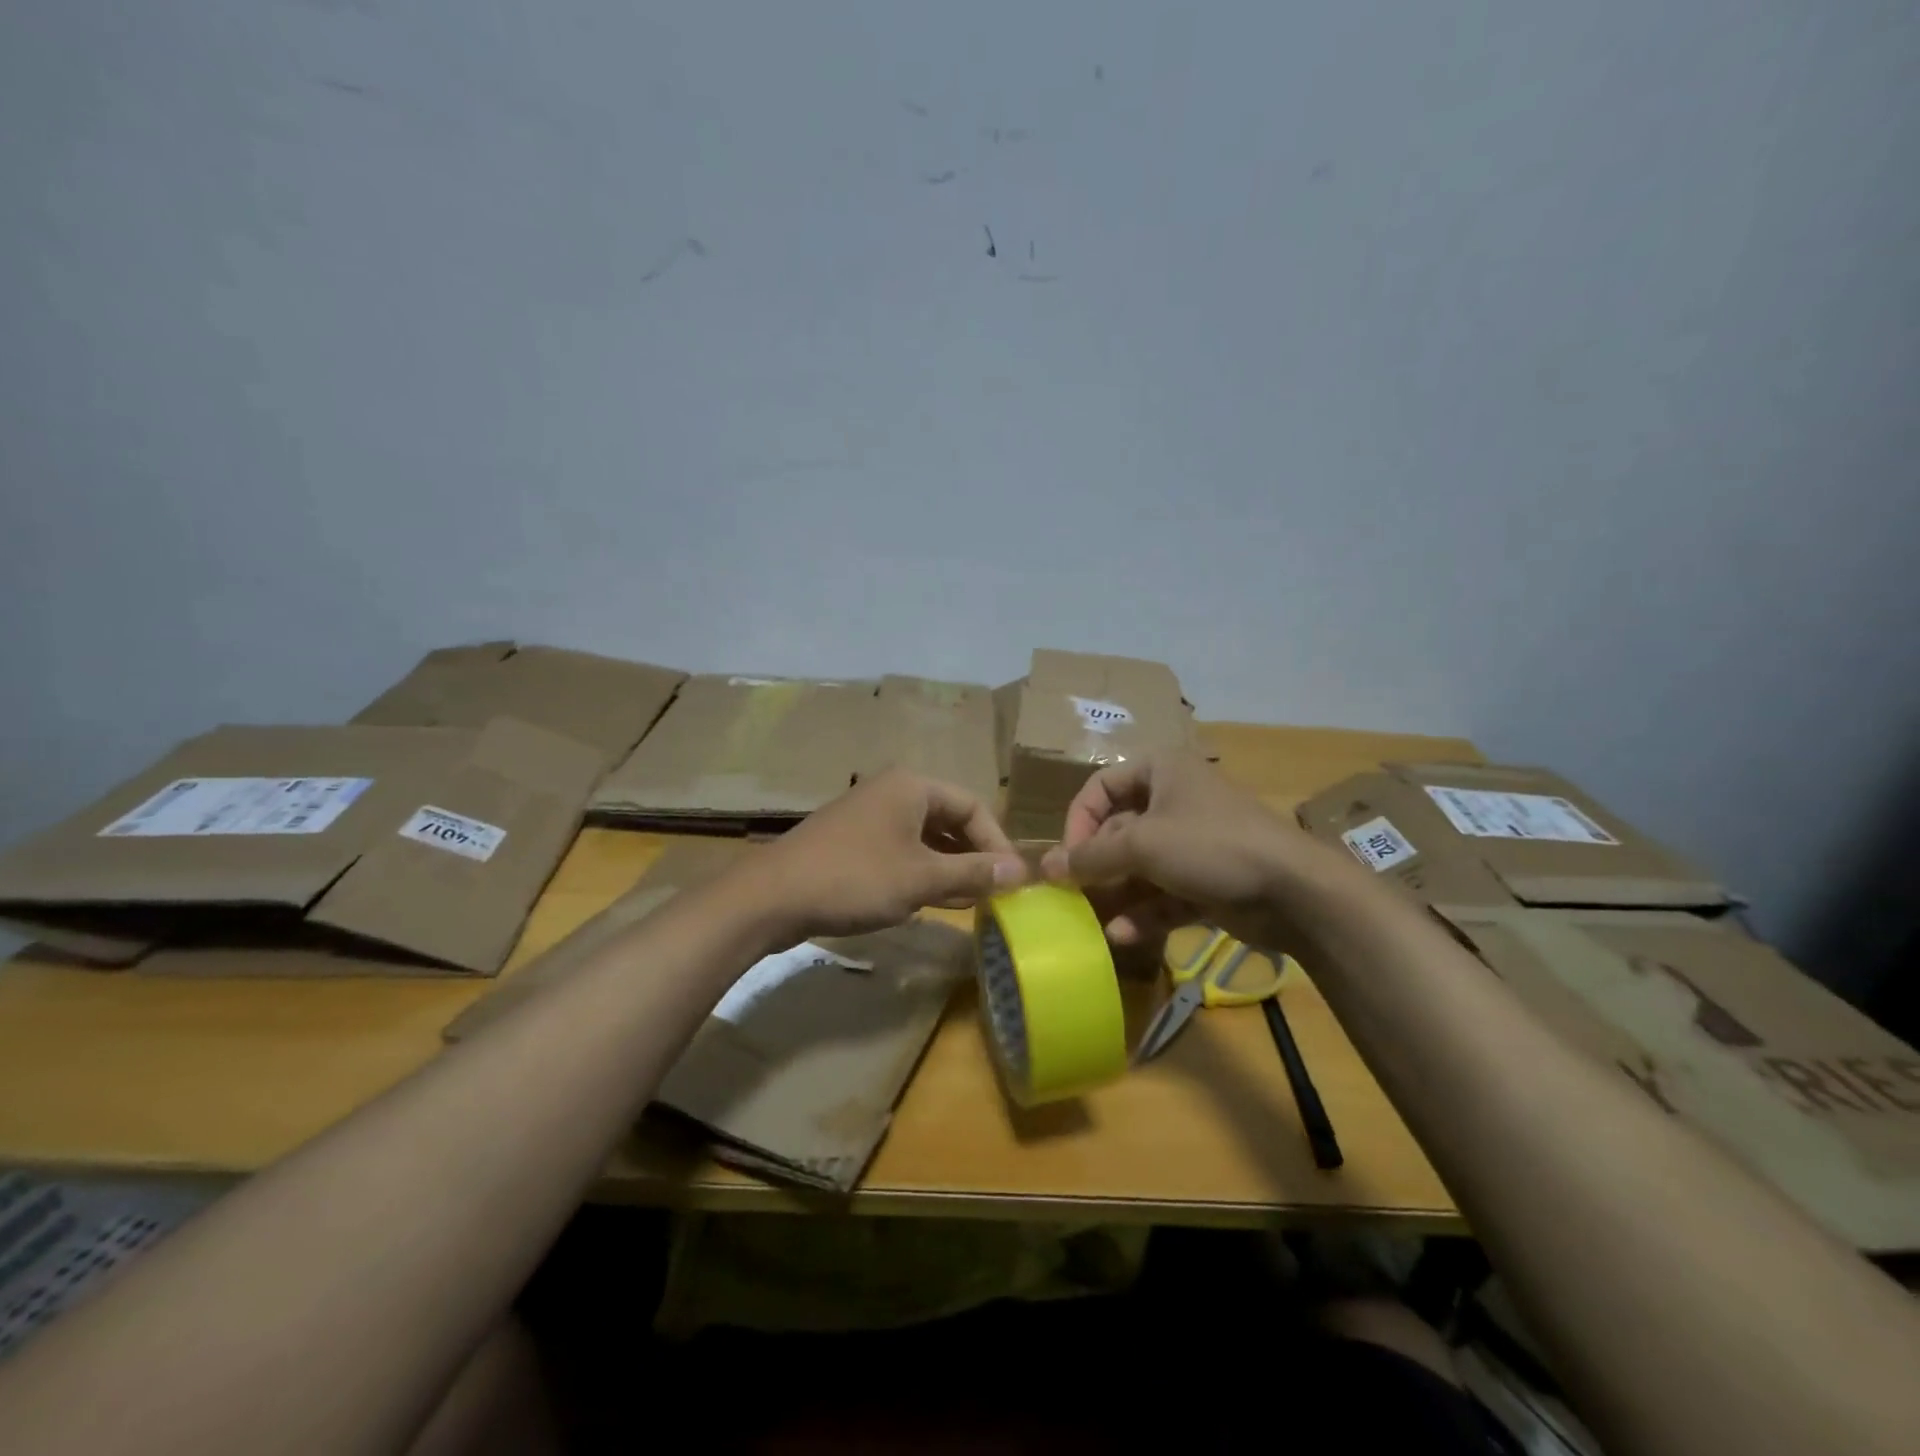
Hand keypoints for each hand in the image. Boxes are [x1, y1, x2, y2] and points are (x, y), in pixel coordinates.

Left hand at [741, 769, 1027, 940]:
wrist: (772, 896)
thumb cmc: (855, 878)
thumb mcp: (921, 878)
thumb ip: (972, 872)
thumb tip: (1020, 872)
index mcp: (913, 786)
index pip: (974, 806)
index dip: (997, 843)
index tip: (1012, 881)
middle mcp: (893, 792)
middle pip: (950, 819)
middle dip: (973, 856)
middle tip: (994, 893)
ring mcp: (870, 816)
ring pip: (926, 838)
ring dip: (950, 868)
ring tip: (971, 901)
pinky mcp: (853, 841)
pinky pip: (901, 851)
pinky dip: (922, 872)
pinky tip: (934, 901)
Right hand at [1040, 751, 1334, 952]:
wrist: (1295, 891)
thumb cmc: (1211, 845)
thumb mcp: (1142, 845)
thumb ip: (1090, 856)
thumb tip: (1045, 866)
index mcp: (1161, 773)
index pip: (1101, 786)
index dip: (1078, 819)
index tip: (1067, 856)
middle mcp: (1174, 802)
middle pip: (1118, 830)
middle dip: (1095, 864)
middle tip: (1071, 894)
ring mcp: (1193, 845)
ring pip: (1140, 867)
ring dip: (1116, 893)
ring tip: (1090, 920)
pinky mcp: (1206, 882)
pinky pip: (1164, 894)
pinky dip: (1143, 912)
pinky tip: (1121, 934)